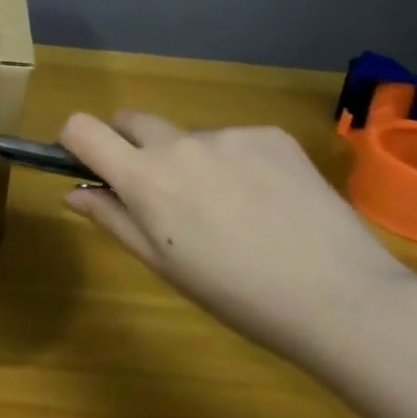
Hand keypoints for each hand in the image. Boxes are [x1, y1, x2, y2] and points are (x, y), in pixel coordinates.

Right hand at [59, 112, 416, 364]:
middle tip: (163, 194)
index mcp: (145, 178)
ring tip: (235, 212)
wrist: (342, 297)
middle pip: (131, 120)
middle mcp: (179, 143)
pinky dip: (239, 163)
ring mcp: (227, 134)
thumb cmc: (238, 295)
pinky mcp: (270, 134)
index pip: (82, 128)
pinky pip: (236, 140)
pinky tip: (270, 202)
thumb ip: (113, 220)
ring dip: (194, 161)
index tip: (88, 164)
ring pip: (190, 137)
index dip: (75, 141)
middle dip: (132, 145)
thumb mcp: (165, 266)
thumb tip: (74, 192)